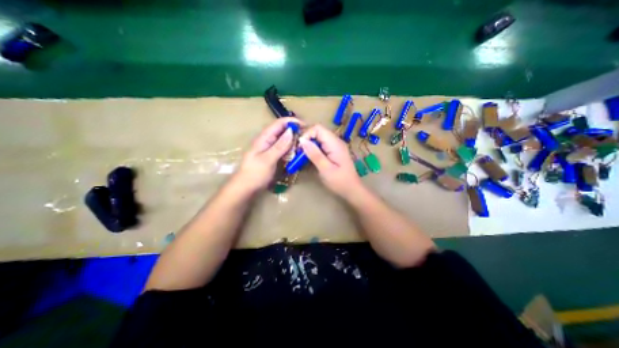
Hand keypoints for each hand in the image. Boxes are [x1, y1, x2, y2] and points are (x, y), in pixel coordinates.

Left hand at [235, 117, 301, 192]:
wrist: (245, 188)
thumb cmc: (254, 174)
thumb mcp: (267, 160)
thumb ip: (279, 146)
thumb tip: (290, 131)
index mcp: (264, 138)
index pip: (279, 123)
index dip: (292, 122)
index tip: (305, 125)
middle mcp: (267, 140)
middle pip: (282, 130)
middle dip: (295, 130)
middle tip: (308, 136)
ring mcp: (269, 148)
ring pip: (283, 139)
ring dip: (294, 139)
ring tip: (305, 143)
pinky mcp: (272, 155)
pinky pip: (283, 148)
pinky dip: (290, 148)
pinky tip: (297, 152)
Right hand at [299, 125, 363, 198]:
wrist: (352, 189)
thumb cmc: (339, 181)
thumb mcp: (325, 169)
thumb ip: (314, 154)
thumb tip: (302, 140)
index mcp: (335, 143)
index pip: (318, 128)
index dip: (307, 134)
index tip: (300, 147)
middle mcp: (335, 141)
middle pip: (318, 131)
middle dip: (306, 139)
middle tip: (299, 152)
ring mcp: (335, 146)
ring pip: (318, 138)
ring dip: (309, 144)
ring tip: (302, 155)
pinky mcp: (333, 151)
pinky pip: (321, 144)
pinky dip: (313, 149)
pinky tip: (310, 157)